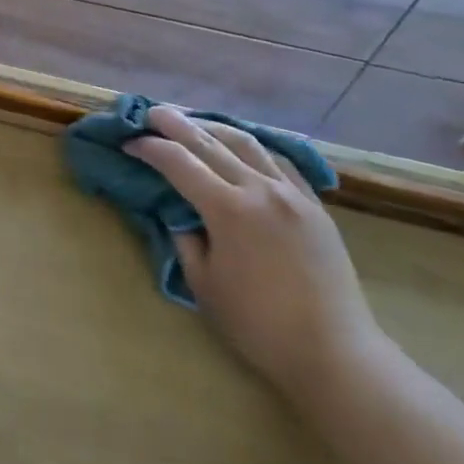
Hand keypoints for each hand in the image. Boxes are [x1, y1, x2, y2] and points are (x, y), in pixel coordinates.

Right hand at [127, 105, 379, 403]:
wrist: (334, 351)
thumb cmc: (258, 324)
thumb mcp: (203, 285)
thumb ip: (184, 240)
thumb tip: (178, 214)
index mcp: (228, 209)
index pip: (179, 164)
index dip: (150, 149)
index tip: (129, 142)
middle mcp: (260, 189)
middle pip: (210, 143)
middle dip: (176, 124)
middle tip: (152, 112)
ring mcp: (292, 193)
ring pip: (247, 143)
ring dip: (214, 127)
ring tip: (192, 120)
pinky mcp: (314, 205)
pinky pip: (279, 160)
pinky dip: (253, 146)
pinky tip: (241, 146)